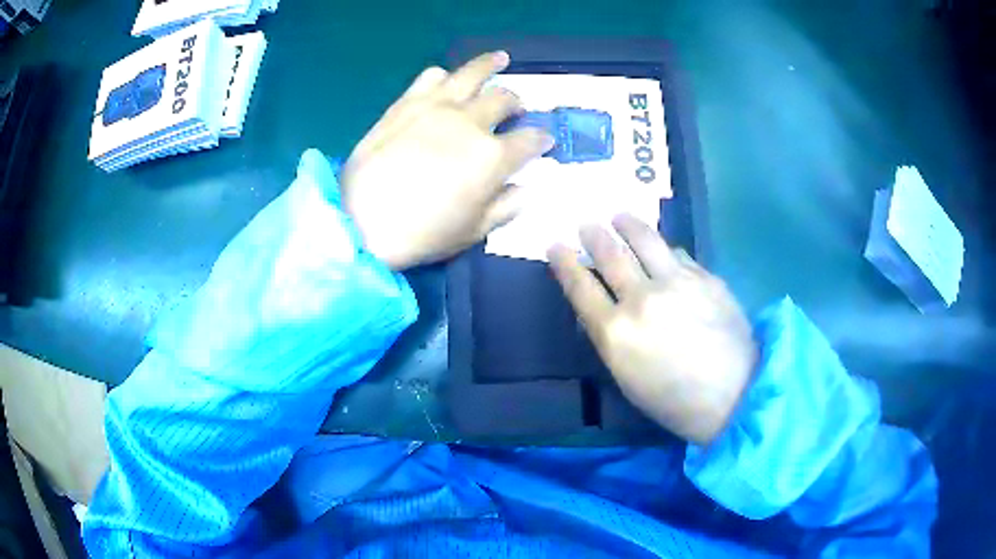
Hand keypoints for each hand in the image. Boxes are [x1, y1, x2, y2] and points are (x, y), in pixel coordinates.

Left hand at [341, 52, 553, 269]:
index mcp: (493, 157)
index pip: (531, 140)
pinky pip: (431, 76)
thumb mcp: (473, 232)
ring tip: (500, 59)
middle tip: (517, 108)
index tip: (544, 142)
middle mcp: (470, 122)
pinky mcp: (406, 102)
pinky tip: (447, 79)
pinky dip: (444, 76)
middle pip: (505, 99)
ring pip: (472, 73)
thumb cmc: (421, 234)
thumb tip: (525, 189)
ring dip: (491, 65)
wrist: (360, 221)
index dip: (542, 140)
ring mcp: (437, 106)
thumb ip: (506, 207)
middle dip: (517, 103)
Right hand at [548, 215, 756, 445]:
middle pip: (610, 255)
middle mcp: (642, 299)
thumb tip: (603, 310)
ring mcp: (676, 283)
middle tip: (586, 225)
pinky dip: (664, 248)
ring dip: (627, 224)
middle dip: (593, 235)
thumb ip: (611, 338)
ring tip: (619, 216)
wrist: (734, 394)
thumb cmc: (674, 401)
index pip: (580, 287)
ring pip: (645, 240)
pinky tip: (663, 248)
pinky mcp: (705, 277)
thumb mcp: (627, 378)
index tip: (555, 246)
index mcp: (616, 332)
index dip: (564, 263)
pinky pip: (678, 253)